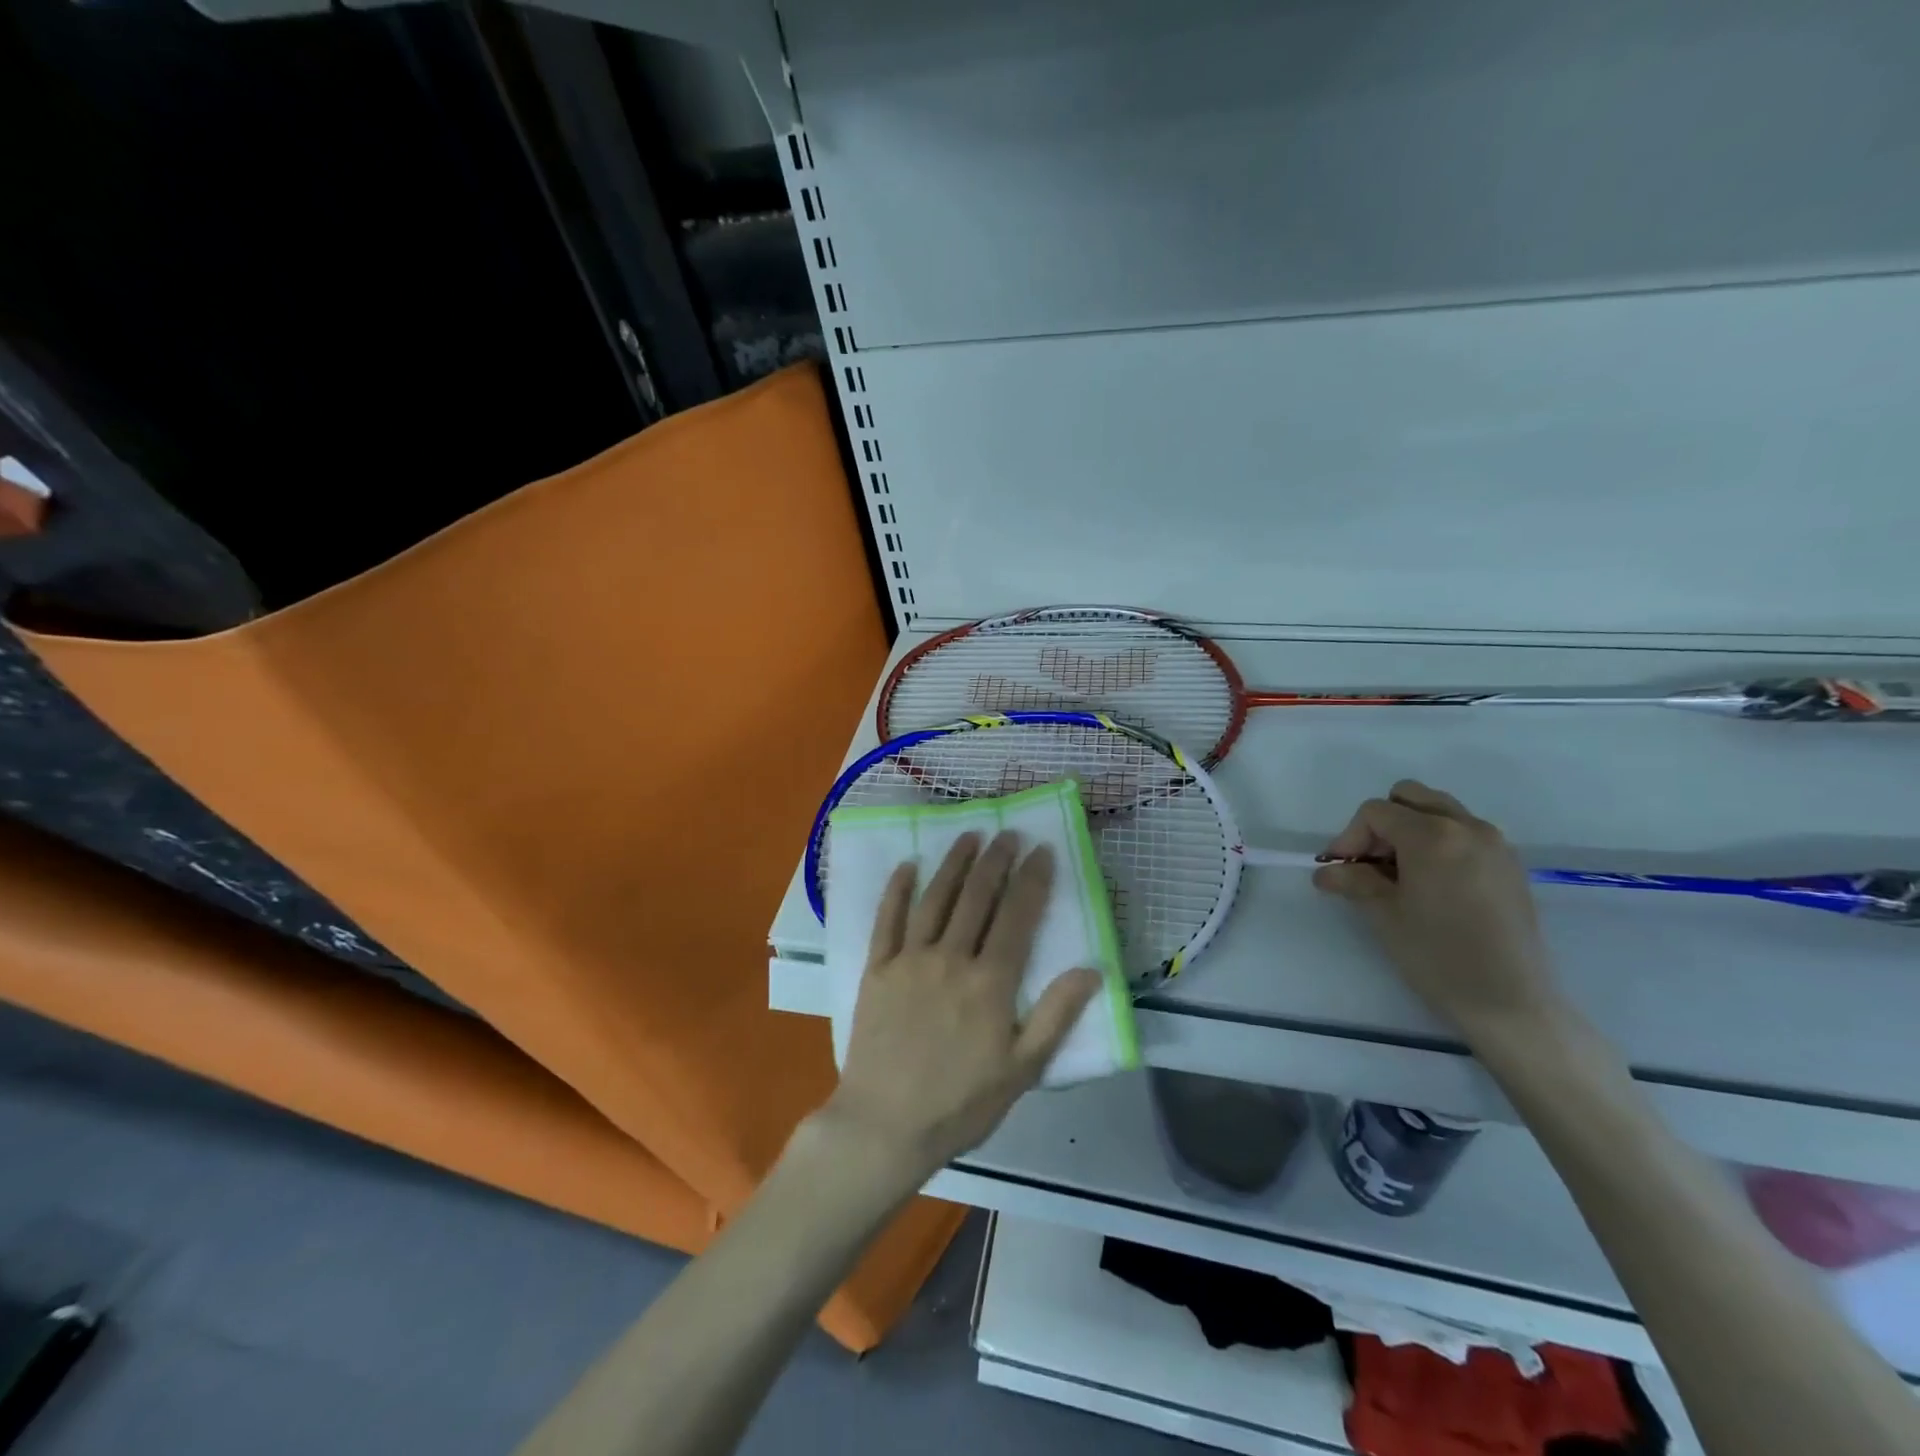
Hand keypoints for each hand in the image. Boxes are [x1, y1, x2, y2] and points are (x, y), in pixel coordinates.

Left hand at [823, 832, 1100, 1181]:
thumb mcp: (1022, 1069)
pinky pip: (887, 920)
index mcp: (990, 982)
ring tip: (969, 836)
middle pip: (977, 898)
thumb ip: (1056, 1015)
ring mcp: (910, 959)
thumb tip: (1092, 969)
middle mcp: (951, 958)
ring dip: (954, 864)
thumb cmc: (961, 1103)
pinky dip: (897, 890)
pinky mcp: (877, 969)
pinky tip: (908, 865)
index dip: (1032, 880)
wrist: (885, 1125)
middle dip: (996, 861)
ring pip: (936, 899)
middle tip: (1008, 834)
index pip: (1017, 917)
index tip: (1042, 850)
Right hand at [1312, 780, 1564, 1035]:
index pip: (1376, 812)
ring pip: (1440, 811)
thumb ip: (1353, 881)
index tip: (1341, 870)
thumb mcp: (1384, 915)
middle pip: (1410, 797)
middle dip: (1382, 824)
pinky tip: (1432, 885)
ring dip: (1411, 830)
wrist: (1511, 1003)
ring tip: (1400, 874)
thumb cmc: (1439, 956)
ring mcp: (1495, 844)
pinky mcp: (1510, 865)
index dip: (1349, 837)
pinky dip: (1440, 843)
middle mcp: (1467, 827)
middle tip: (1371, 864)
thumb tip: (1326, 871)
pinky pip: (1465, 833)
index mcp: (1432, 836)